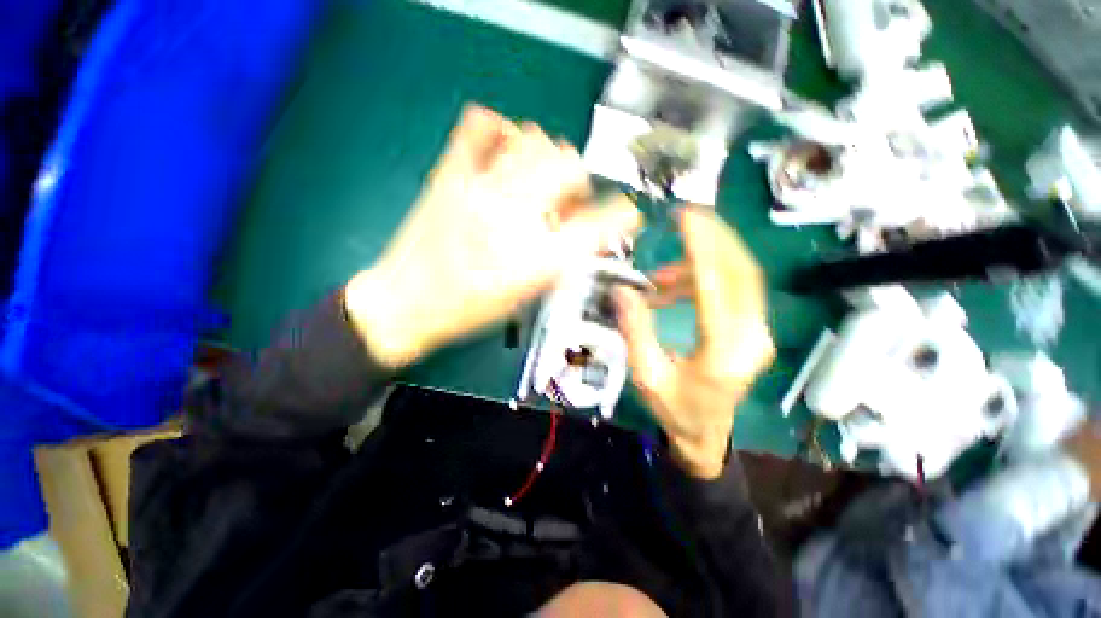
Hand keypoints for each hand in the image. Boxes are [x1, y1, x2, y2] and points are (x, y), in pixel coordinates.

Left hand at [345, 105, 640, 368]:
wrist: (407, 303)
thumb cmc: (470, 310)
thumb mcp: (526, 293)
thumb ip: (559, 257)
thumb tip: (577, 226)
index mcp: (537, 259)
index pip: (600, 225)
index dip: (623, 216)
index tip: (627, 214)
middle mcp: (514, 217)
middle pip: (570, 165)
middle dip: (579, 180)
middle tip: (568, 198)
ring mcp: (479, 189)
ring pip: (535, 139)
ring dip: (548, 155)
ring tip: (538, 178)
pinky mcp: (449, 174)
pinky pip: (480, 124)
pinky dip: (502, 129)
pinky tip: (505, 151)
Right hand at [615, 208, 773, 478]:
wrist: (706, 433)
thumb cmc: (674, 408)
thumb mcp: (646, 374)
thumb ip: (636, 330)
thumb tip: (623, 290)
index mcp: (722, 354)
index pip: (717, 288)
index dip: (702, 247)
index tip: (686, 217)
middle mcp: (751, 338)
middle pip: (741, 271)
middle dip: (714, 238)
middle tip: (685, 218)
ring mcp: (758, 332)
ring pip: (739, 276)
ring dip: (701, 264)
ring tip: (659, 278)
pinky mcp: (753, 329)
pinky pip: (733, 288)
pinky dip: (703, 278)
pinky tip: (672, 289)